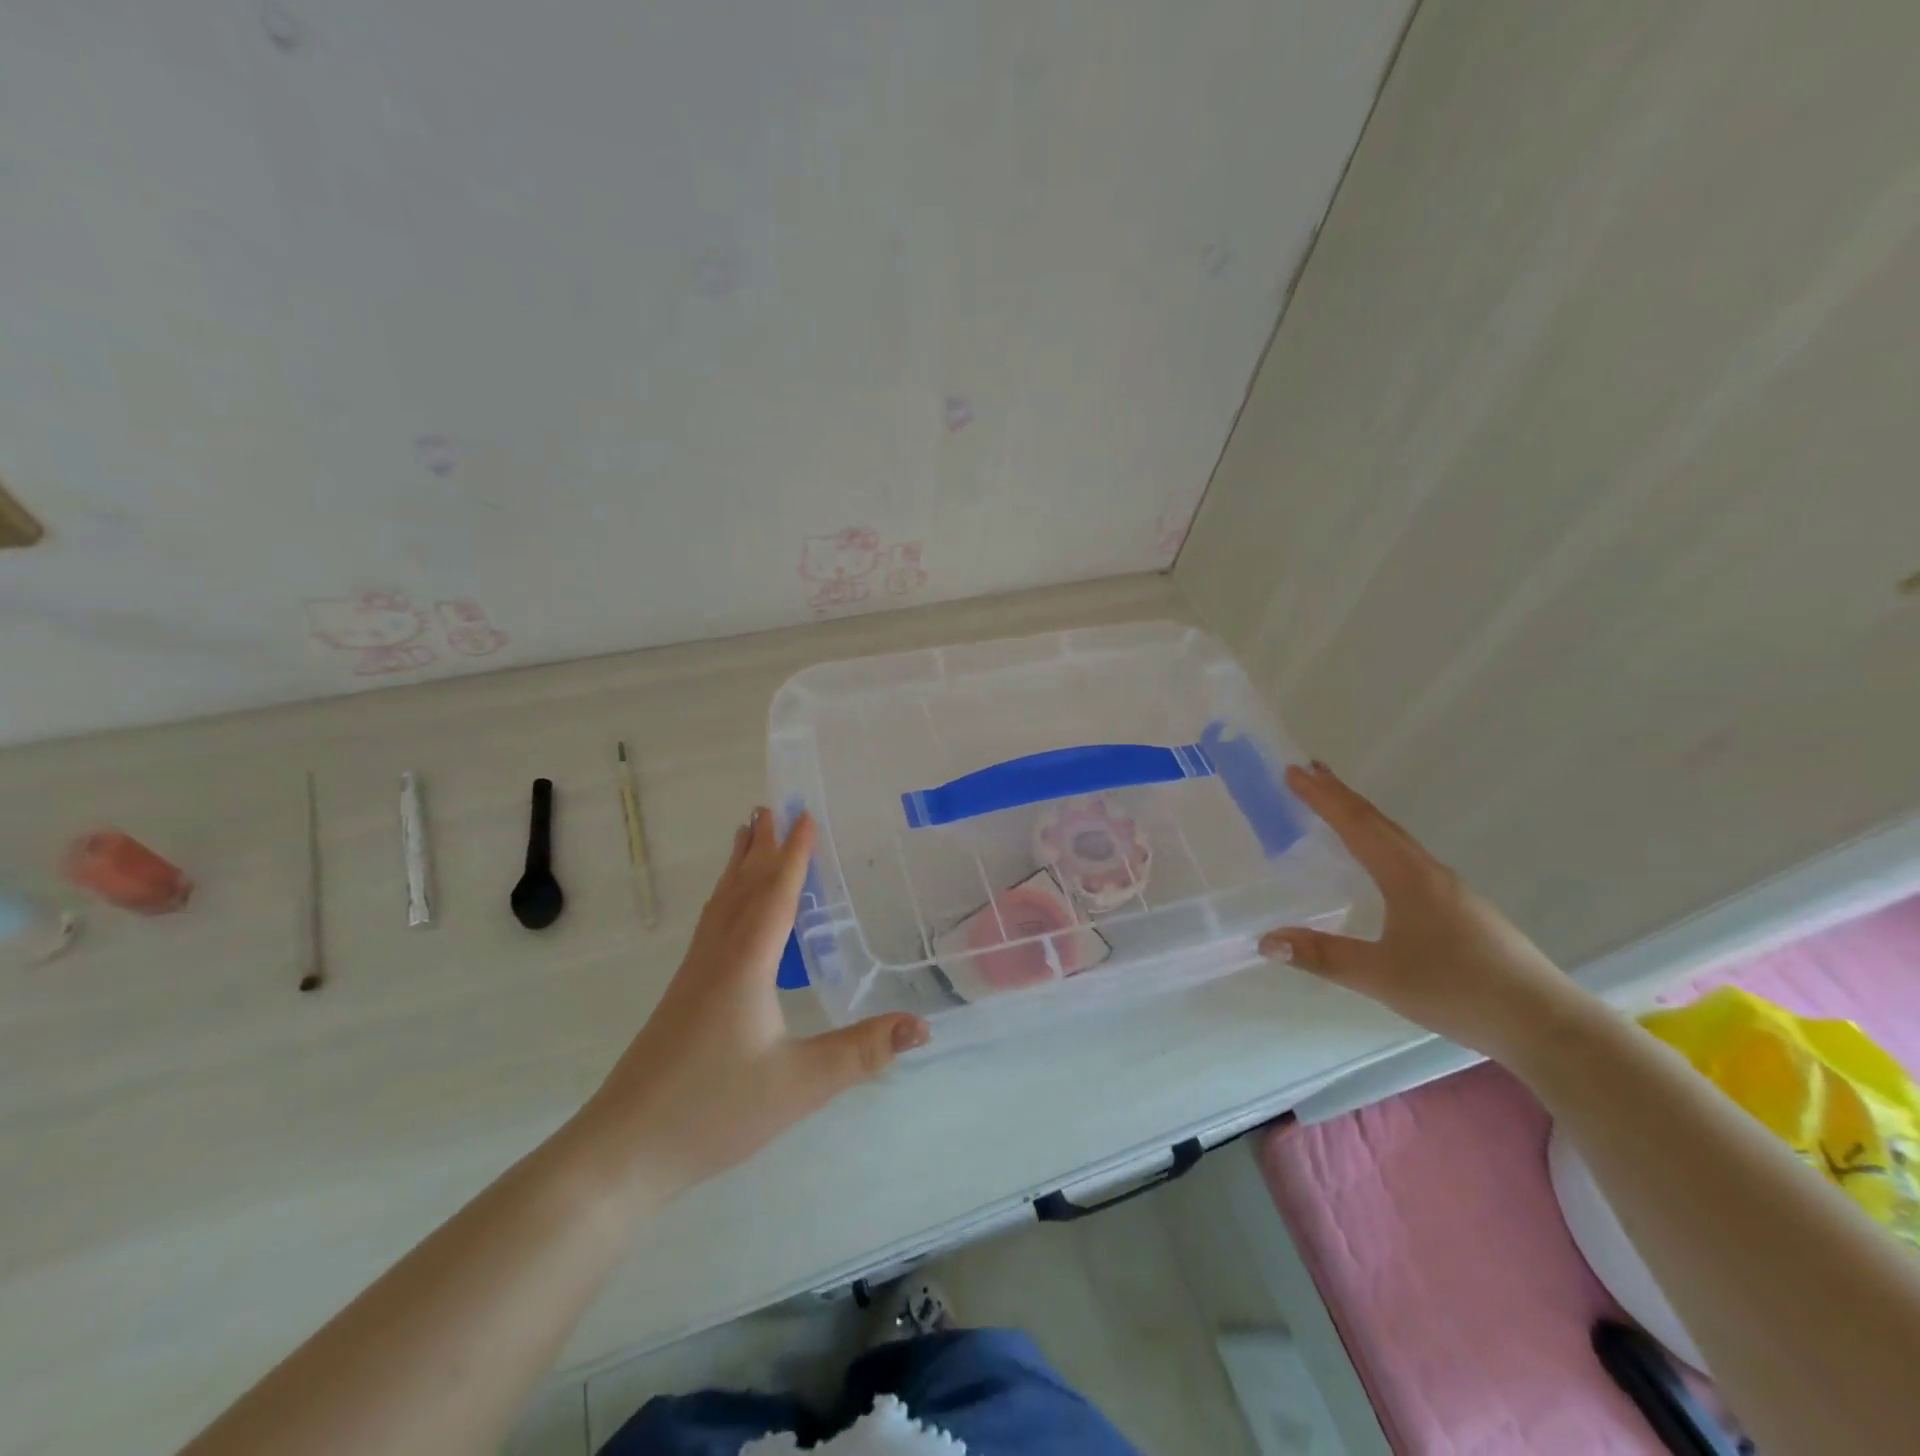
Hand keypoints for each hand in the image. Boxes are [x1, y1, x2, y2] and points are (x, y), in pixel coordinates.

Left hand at [578, 809, 929, 1198]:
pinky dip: (727, 897)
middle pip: (743, 887)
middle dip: (761, 845)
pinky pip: (711, 924)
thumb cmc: (713, 1110)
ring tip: (746, 834)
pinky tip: (728, 910)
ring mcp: (693, 975)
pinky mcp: (682, 995)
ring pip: (721, 904)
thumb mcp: (800, 1083)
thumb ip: (862, 1052)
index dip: (794, 854)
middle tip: (772, 805)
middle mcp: (717, 957)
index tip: (804, 814)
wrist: (622, 1151)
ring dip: (739, 865)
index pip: (776, 895)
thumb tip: (922, 1025)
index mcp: (746, 964)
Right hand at [1259, 762, 1593, 1062]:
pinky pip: (1408, 858)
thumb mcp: (1382, 977)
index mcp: (1408, 877)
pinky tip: (1378, 860)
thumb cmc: (1460, 991)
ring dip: (1362, 818)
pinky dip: (1380, 842)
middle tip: (1309, 773)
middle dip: (1341, 796)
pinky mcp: (1461, 908)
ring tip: (1336, 807)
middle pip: (1378, 823)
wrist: (1547, 1024)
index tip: (1294, 771)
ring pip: (1396, 839)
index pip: (1357, 826)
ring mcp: (1450, 889)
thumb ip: (1322, 956)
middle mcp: (1429, 872)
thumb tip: (1265, 940)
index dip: (1323, 798)